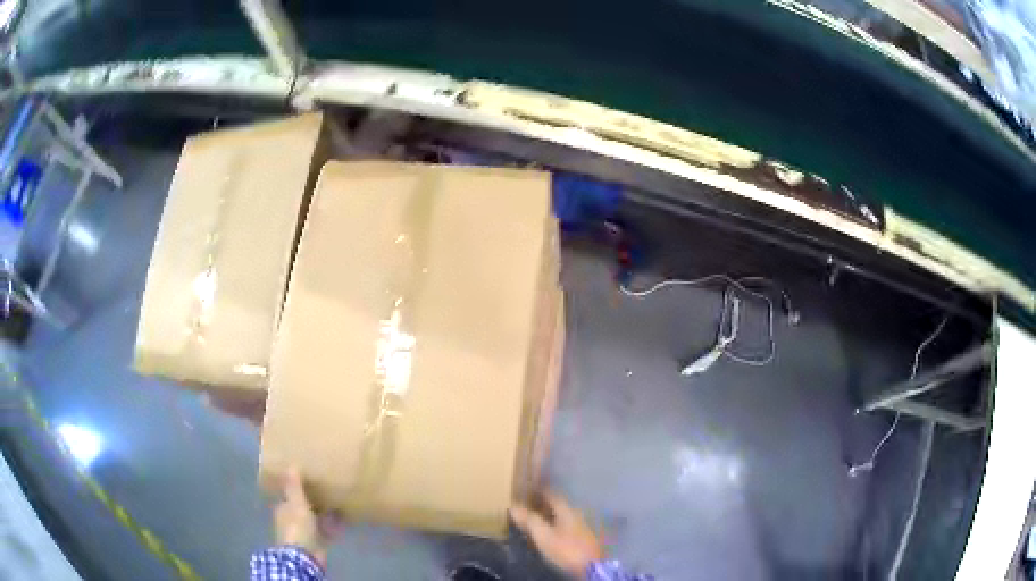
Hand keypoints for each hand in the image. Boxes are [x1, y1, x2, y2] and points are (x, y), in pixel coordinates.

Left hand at [274, 468, 337, 566]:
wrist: (305, 555)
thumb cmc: (297, 527)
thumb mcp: (296, 503)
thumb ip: (294, 486)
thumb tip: (291, 464)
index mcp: (283, 510)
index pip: (288, 497)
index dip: (295, 488)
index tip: (306, 478)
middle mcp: (293, 521)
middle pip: (302, 508)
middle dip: (311, 500)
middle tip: (324, 488)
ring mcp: (306, 533)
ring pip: (315, 519)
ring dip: (324, 512)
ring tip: (337, 500)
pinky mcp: (319, 542)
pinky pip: (328, 530)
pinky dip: (335, 525)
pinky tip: (345, 517)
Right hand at [510, 492, 603, 577]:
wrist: (590, 566)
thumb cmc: (565, 548)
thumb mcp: (543, 535)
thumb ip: (529, 520)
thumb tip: (513, 506)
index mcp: (567, 509)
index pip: (551, 494)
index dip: (539, 490)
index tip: (527, 489)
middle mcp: (576, 513)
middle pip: (558, 504)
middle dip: (543, 503)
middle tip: (528, 504)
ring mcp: (582, 525)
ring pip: (562, 515)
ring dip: (550, 515)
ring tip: (536, 518)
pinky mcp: (583, 536)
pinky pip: (566, 525)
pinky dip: (556, 524)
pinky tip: (550, 531)